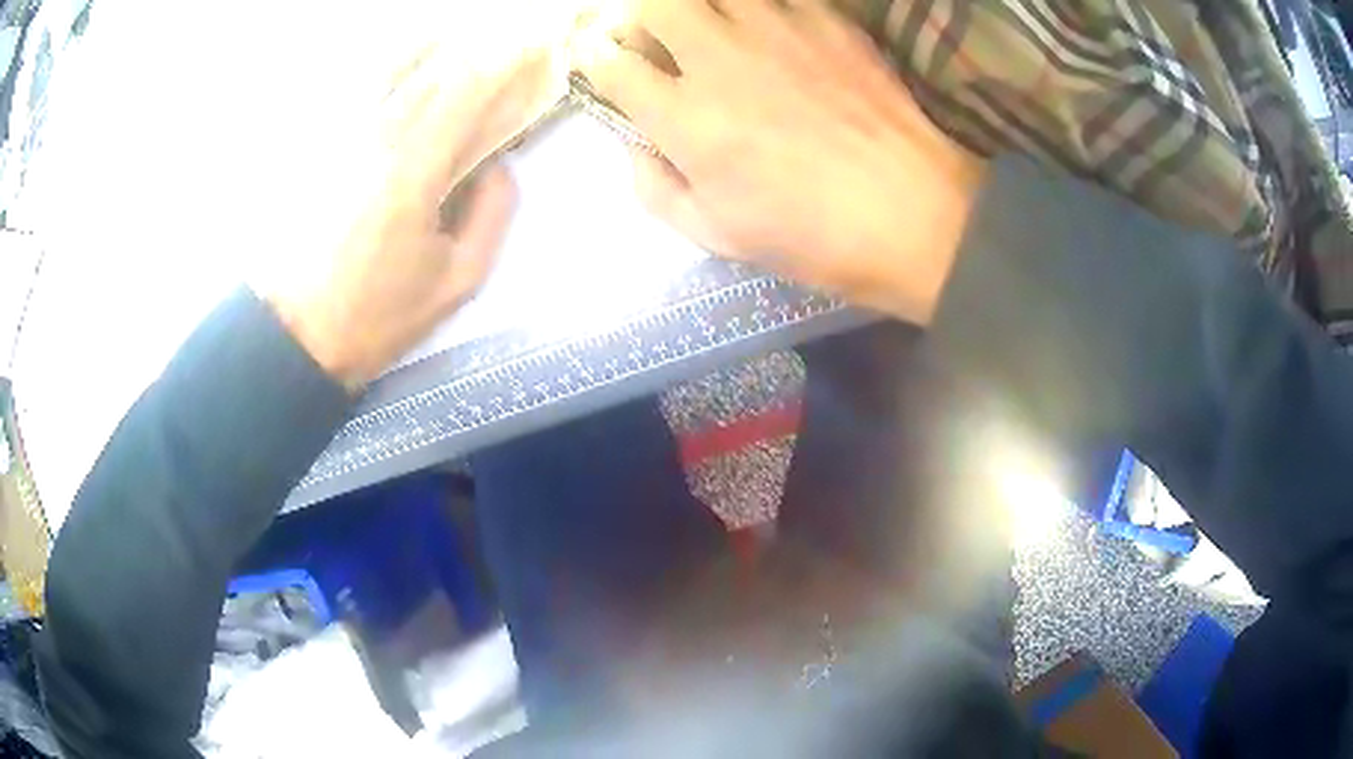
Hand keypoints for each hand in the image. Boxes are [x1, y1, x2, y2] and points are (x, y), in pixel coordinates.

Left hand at [262, 4, 589, 389]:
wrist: (290, 336)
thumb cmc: (374, 315)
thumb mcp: (456, 282)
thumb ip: (494, 214)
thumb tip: (499, 164)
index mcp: (416, 165)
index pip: (472, 88)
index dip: (509, 60)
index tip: (537, 47)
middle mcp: (376, 132)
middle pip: (433, 67)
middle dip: (475, 49)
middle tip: (501, 46)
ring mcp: (337, 133)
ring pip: (387, 64)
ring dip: (427, 48)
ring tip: (449, 45)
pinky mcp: (312, 145)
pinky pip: (350, 86)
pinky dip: (380, 69)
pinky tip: (393, 72)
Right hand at [573, 0, 985, 322]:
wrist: (913, 213)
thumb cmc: (813, 234)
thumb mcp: (717, 235)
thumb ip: (656, 188)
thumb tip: (635, 146)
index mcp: (684, 117)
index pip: (611, 63)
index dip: (598, 59)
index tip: (606, 62)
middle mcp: (718, 58)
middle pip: (653, 4)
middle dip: (643, 17)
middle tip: (661, 39)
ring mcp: (775, 29)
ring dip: (700, 6)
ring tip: (717, 29)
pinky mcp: (826, 19)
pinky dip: (761, 7)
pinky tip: (773, 31)